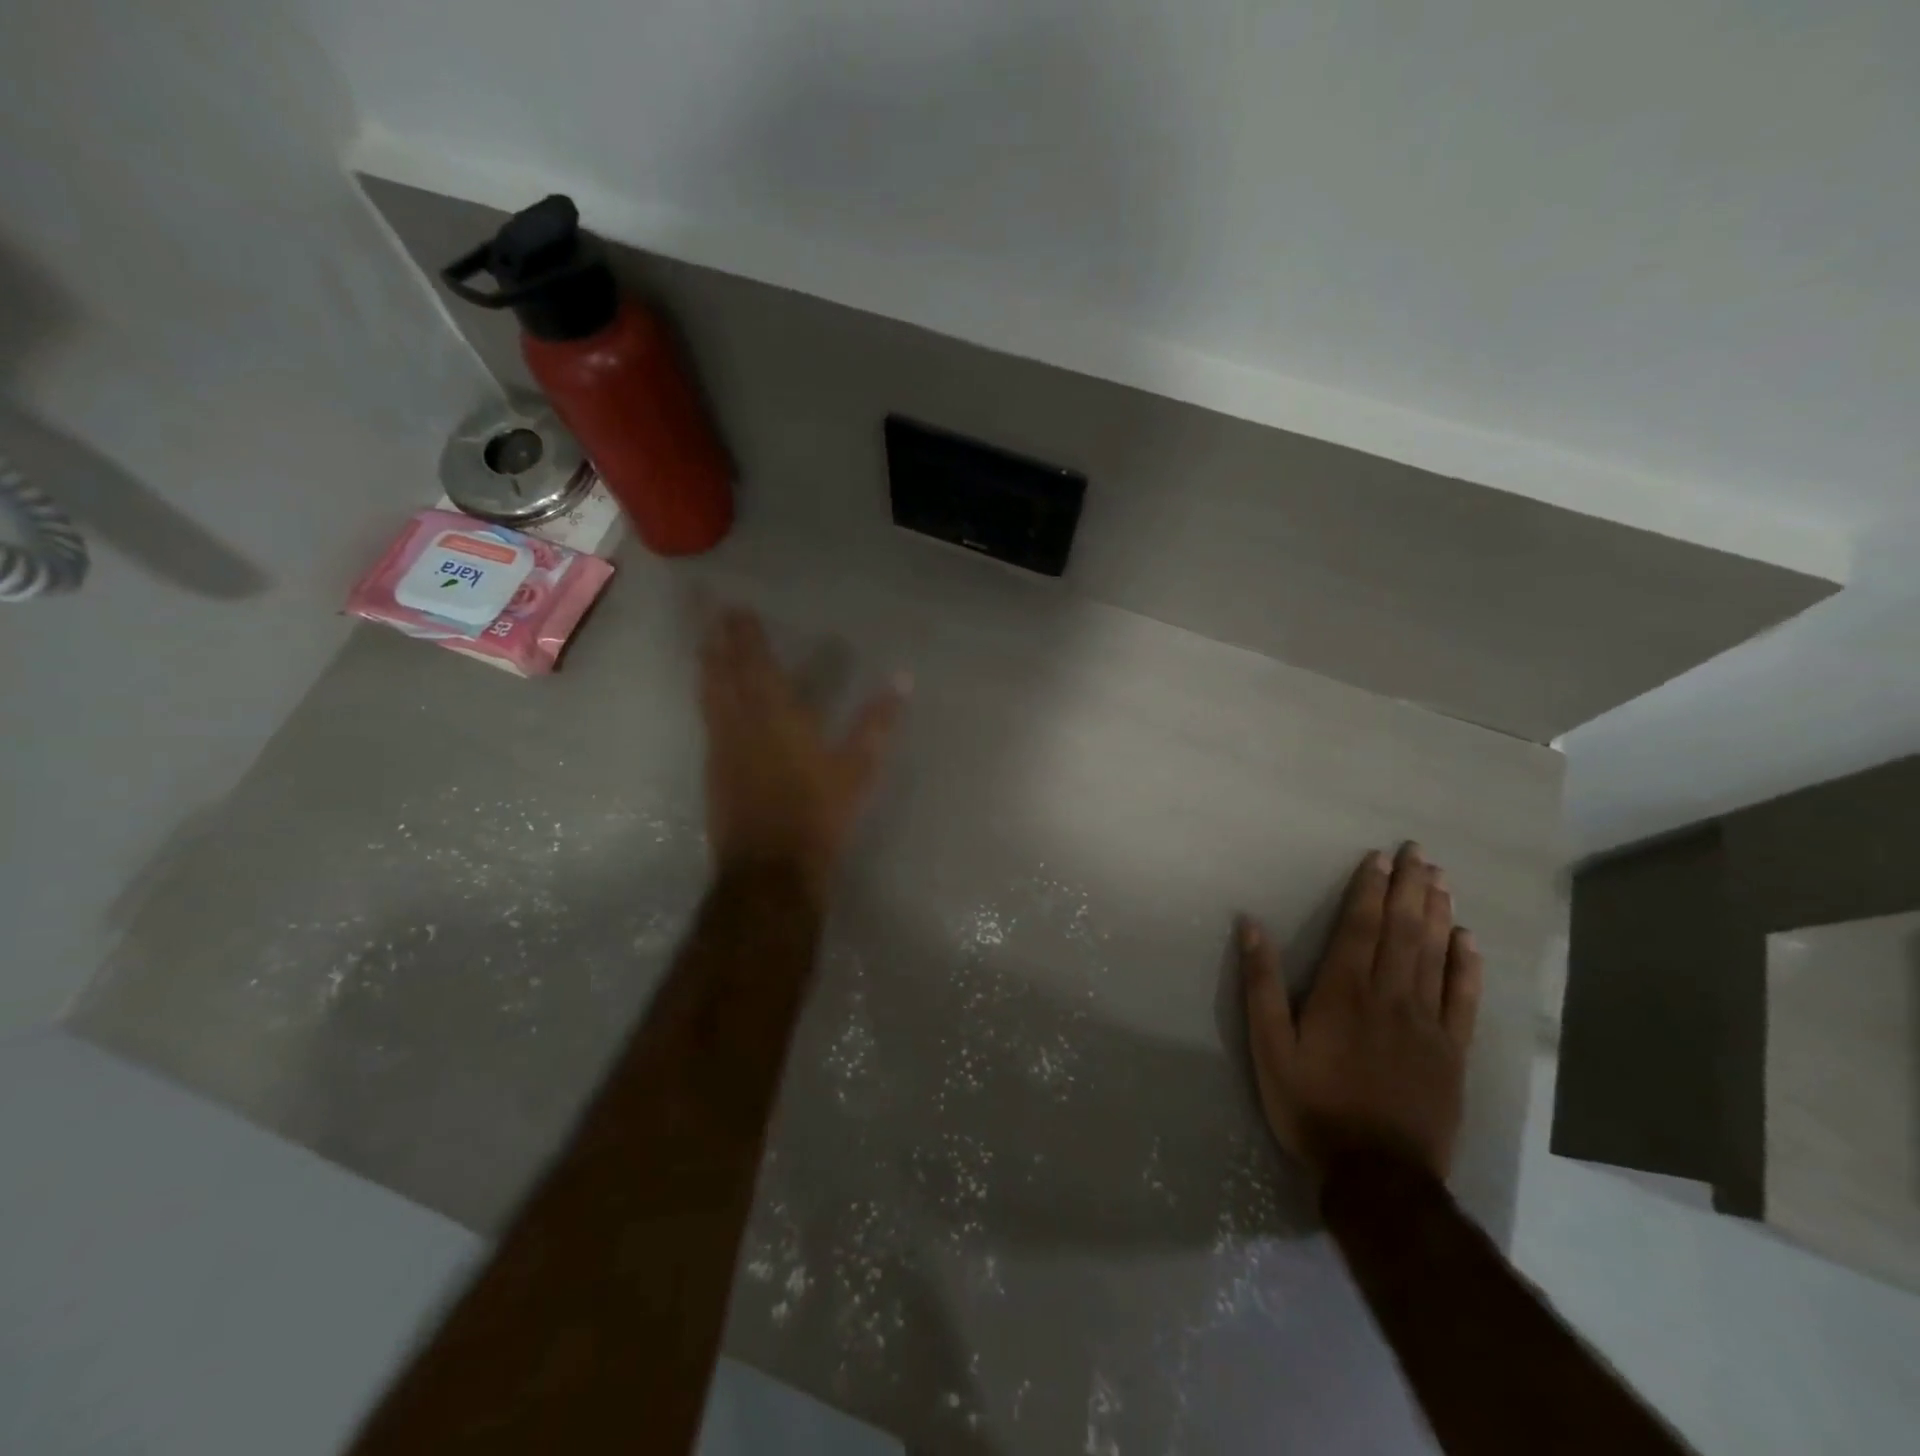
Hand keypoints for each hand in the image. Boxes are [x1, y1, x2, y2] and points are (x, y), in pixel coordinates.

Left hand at [699, 605, 907, 901]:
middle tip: (706, 609)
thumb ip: (878, 723)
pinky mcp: (713, 770)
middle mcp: (742, 724)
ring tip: (701, 642)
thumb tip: (904, 679)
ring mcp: (722, 748)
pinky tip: (708, 697)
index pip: (757, 665)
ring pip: (708, 695)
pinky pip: (706, 720)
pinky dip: (706, 698)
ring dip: (705, 665)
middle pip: (724, 672)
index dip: (746, 635)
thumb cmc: (819, 815)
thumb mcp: (858, 770)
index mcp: (778, 718)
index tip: (737, 607)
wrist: (770, 869)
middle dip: (717, 639)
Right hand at [1239, 843, 1481, 1179]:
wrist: (1378, 1175)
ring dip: (1438, 913)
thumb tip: (1251, 926)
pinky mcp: (1452, 1052)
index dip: (1370, 890)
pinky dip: (1467, 966)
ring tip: (1441, 879)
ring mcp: (1427, 1024)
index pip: (1360, 927)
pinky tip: (1468, 940)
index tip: (1379, 858)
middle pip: (1403, 931)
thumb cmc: (1312, 1106)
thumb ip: (1261, 984)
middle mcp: (1389, 996)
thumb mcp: (1270, 1047)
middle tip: (1419, 851)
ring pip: (1435, 955)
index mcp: (1343, 992)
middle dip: (1410, 888)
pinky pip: (1463, 999)